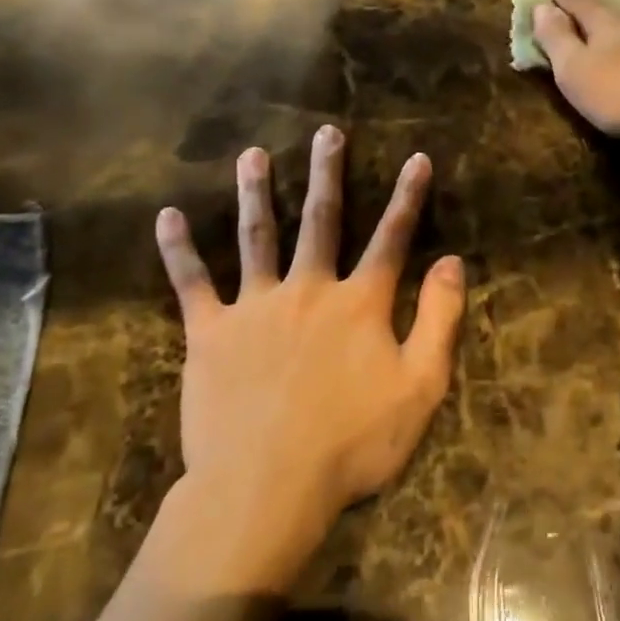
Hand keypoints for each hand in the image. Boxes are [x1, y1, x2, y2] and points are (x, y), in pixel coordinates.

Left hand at [153, 127, 464, 579]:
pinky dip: (179, 250)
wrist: (266, 488)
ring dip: (255, 192)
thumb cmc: (352, 443)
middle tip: (326, 132)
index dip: (408, 197)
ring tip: (252, 155)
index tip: (417, 158)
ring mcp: (255, 307)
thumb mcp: (419, 387)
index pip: (391, 238)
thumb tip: (452, 262)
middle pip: (322, 220)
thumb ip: (438, 320)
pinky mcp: (211, 333)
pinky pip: (192, 283)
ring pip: (257, 237)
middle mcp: (308, 289)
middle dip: (328, 173)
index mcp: (359, 303)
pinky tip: (167, 217)